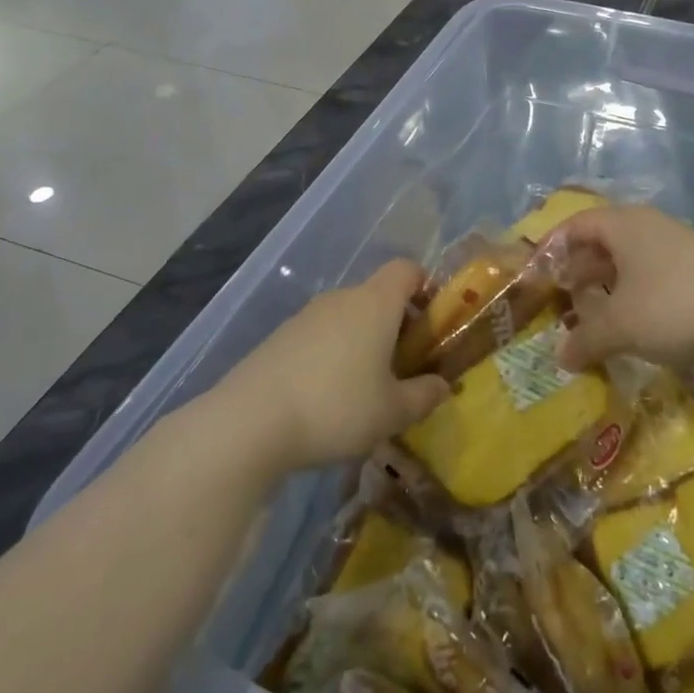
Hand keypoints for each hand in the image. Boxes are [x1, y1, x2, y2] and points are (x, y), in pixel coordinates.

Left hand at [227, 259, 447, 471]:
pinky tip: (326, 396)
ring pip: (347, 317)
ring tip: (365, 388)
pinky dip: (332, 354)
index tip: (432, 323)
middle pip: (378, 295)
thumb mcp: (392, 412)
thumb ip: (424, 395)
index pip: (407, 269)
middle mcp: (341, 299)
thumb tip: (443, 386)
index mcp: (375, 303)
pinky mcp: (279, 338)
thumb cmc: (336, 407)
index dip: (425, 287)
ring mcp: (305, 316)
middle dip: (396, 324)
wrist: (250, 422)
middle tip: (404, 367)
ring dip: (363, 341)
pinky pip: (319, 335)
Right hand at [548, 207, 693, 370]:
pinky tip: (636, 321)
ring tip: (596, 314)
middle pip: (603, 239)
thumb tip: (560, 357)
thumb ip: (585, 340)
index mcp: (624, 225)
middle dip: (579, 268)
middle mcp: (650, 226)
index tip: (536, 274)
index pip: (576, 224)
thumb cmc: (674, 307)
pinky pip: (654, 273)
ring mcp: (680, 244)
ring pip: (631, 258)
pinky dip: (635, 292)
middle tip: (564, 297)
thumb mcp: (620, 327)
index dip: (551, 247)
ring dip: (608, 283)